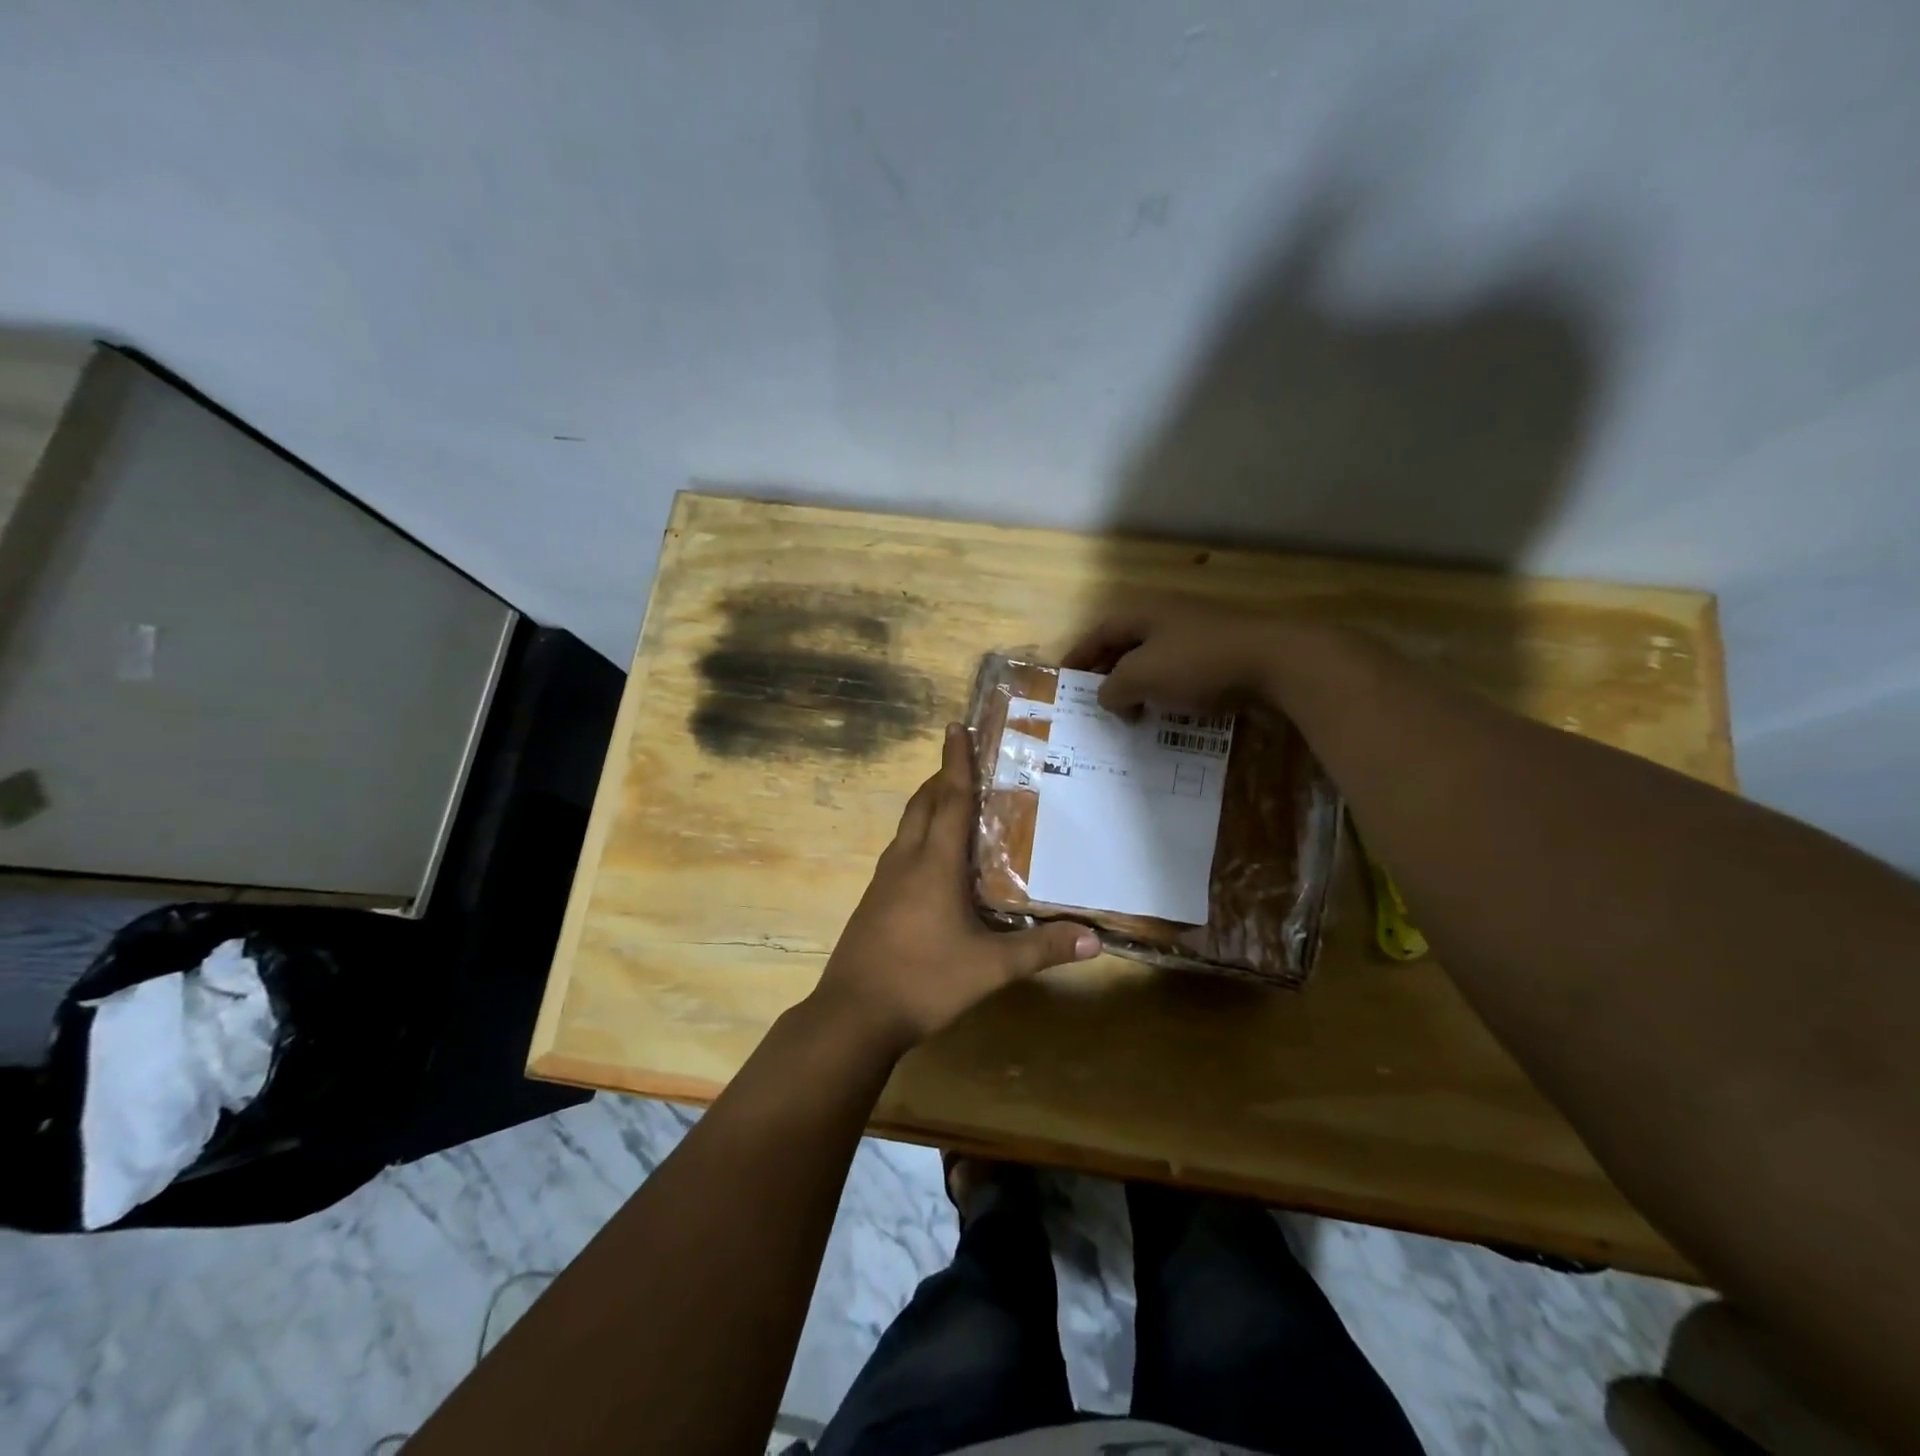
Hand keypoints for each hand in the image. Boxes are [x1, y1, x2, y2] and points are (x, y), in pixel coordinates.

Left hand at [810, 724, 1100, 1057]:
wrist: (854, 1014)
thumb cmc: (924, 980)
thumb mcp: (990, 968)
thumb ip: (1041, 950)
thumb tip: (1093, 940)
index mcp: (934, 864)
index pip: (949, 799)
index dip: (956, 761)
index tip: (956, 726)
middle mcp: (906, 861)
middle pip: (923, 804)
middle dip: (942, 777)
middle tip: (967, 763)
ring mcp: (884, 881)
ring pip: (907, 827)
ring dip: (928, 805)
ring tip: (953, 802)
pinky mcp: (874, 901)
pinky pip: (900, 851)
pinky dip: (918, 836)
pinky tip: (932, 860)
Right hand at [1064, 595, 1281, 714]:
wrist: (1276, 662)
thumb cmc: (1197, 663)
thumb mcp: (1141, 677)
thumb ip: (1113, 688)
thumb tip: (1105, 696)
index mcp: (1144, 613)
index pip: (1100, 632)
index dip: (1079, 655)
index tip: (1064, 679)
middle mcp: (1168, 617)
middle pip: (1126, 644)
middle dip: (1108, 673)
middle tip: (1095, 702)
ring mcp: (1199, 633)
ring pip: (1155, 660)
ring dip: (1138, 686)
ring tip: (1129, 714)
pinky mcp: (1223, 654)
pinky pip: (1182, 672)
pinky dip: (1166, 691)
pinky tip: (1168, 712)